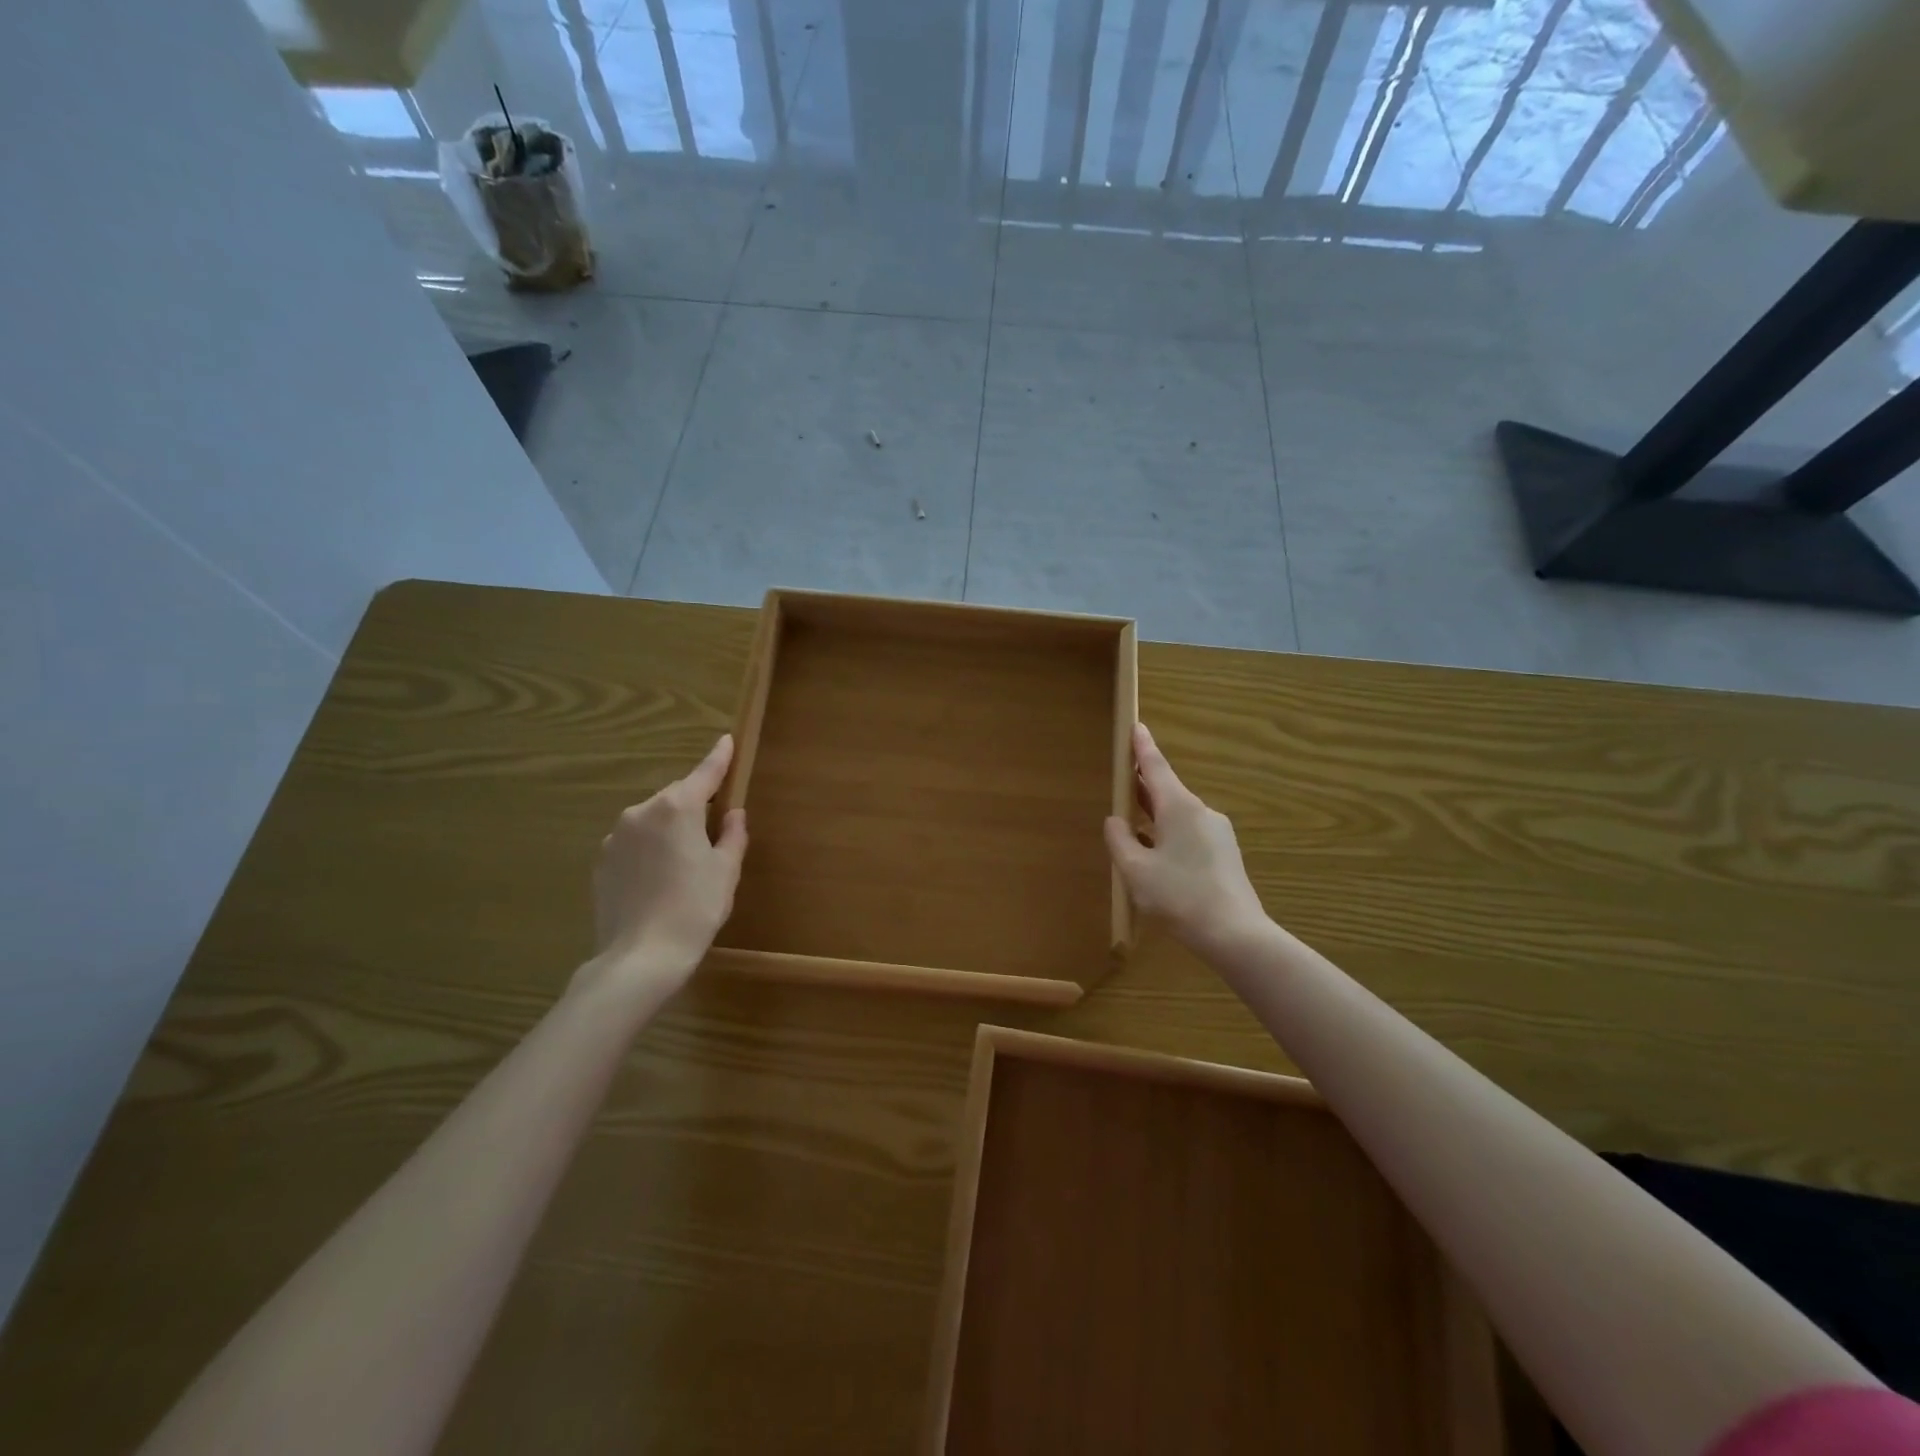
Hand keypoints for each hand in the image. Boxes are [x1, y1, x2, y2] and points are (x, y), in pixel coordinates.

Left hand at [588, 734, 747, 991]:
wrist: (640, 957)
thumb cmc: (695, 908)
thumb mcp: (725, 871)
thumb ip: (731, 835)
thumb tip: (732, 815)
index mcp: (677, 808)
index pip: (704, 774)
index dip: (718, 758)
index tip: (726, 740)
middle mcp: (641, 812)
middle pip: (676, 798)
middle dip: (694, 808)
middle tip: (712, 835)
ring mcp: (615, 836)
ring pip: (652, 822)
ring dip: (668, 831)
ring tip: (682, 866)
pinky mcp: (601, 862)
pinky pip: (633, 844)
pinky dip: (648, 851)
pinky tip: (657, 881)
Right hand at [1105, 723, 1266, 957]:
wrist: (1235, 934)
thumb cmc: (1179, 896)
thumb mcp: (1135, 870)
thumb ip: (1120, 840)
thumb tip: (1115, 821)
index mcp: (1179, 807)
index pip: (1156, 767)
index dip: (1142, 747)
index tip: (1136, 725)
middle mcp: (1201, 812)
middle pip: (1166, 791)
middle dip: (1143, 786)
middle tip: (1122, 781)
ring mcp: (1217, 833)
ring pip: (1177, 816)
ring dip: (1154, 816)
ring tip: (1131, 827)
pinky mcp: (1225, 854)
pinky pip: (1189, 834)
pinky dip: (1168, 835)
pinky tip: (1156, 857)